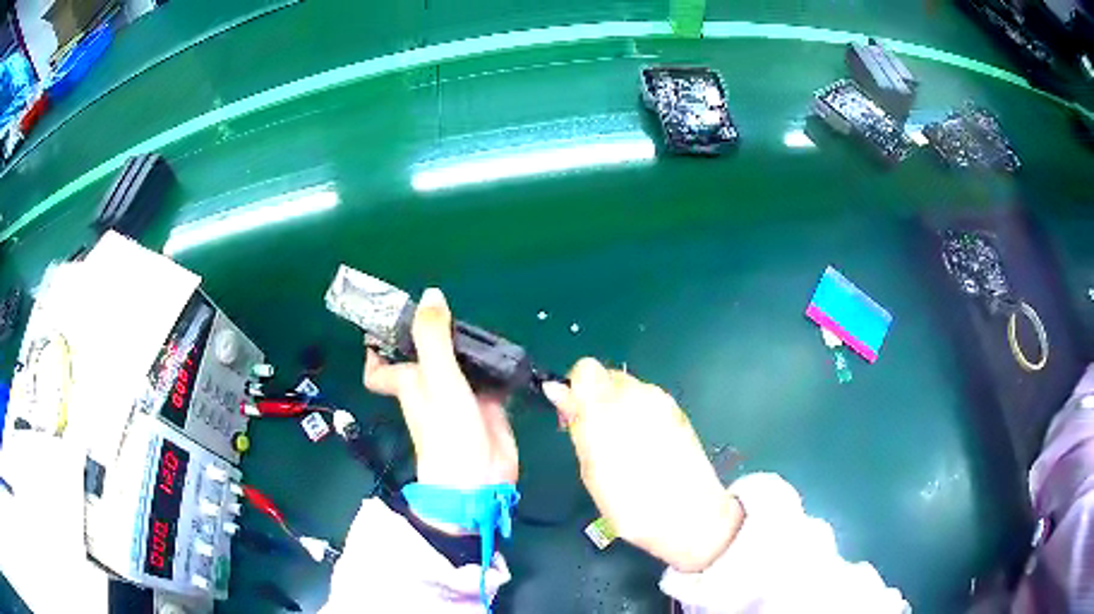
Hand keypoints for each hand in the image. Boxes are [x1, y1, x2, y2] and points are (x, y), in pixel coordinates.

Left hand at [363, 288, 518, 493]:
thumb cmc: (447, 429)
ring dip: (468, 348)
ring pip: (459, 365)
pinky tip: (507, 352)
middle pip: (425, 356)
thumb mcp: (437, 378)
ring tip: (483, 323)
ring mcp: (460, 397)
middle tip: (452, 308)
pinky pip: (488, 380)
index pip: (379, 369)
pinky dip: (495, 367)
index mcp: (409, 381)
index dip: (374, 349)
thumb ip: (433, 336)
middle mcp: (431, 386)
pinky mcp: (487, 406)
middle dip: (434, 335)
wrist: (479, 476)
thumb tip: (431, 293)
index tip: (384, 323)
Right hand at [543, 360, 742, 571]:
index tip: (573, 419)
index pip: (584, 370)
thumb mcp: (592, 470)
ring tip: (623, 449)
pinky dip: (639, 418)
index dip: (575, 391)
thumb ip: (577, 425)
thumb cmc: (632, 505)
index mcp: (609, 408)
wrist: (693, 517)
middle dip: (596, 400)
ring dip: (618, 409)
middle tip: (595, 439)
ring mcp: (663, 402)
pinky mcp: (680, 413)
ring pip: (629, 390)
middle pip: (607, 377)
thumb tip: (557, 390)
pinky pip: (649, 403)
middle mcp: (637, 395)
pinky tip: (646, 450)